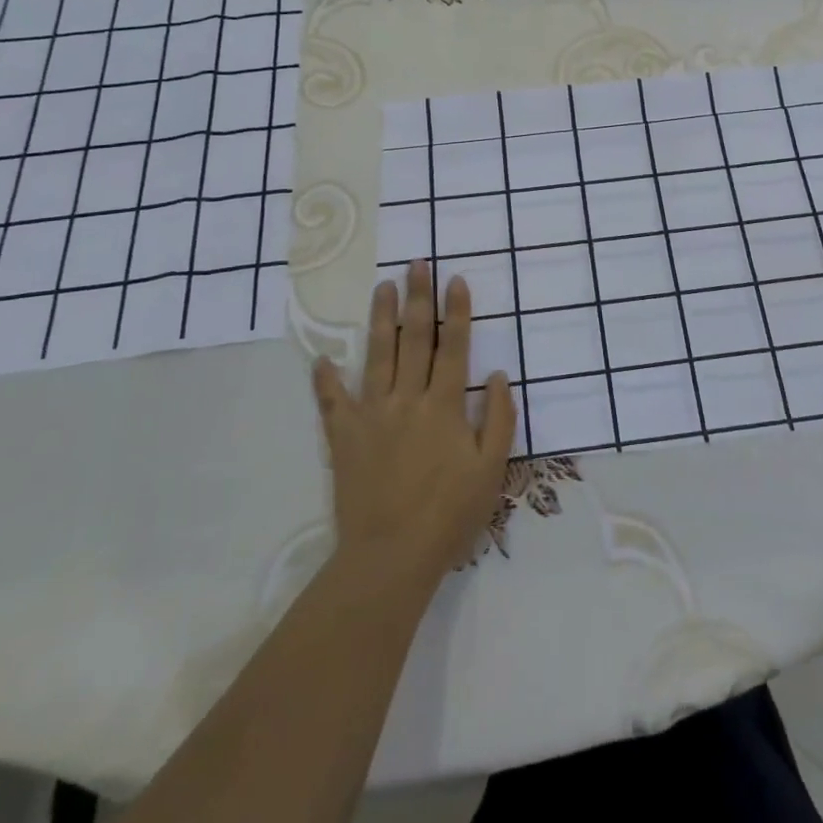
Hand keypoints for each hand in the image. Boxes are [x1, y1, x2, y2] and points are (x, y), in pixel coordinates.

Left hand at [312, 261, 516, 584]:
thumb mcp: (491, 471)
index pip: (453, 346)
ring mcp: (372, 415)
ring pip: (377, 355)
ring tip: (382, 287)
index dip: (456, 311)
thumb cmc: (449, 516)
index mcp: (444, 406)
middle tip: (417, 264)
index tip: (455, 279)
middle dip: (417, 298)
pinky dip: (326, 380)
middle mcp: (407, 399)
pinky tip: (321, 358)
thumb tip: (500, 375)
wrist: (390, 558)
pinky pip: (333, 402)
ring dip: (381, 318)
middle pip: (414, 338)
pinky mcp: (344, 437)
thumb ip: (499, 419)